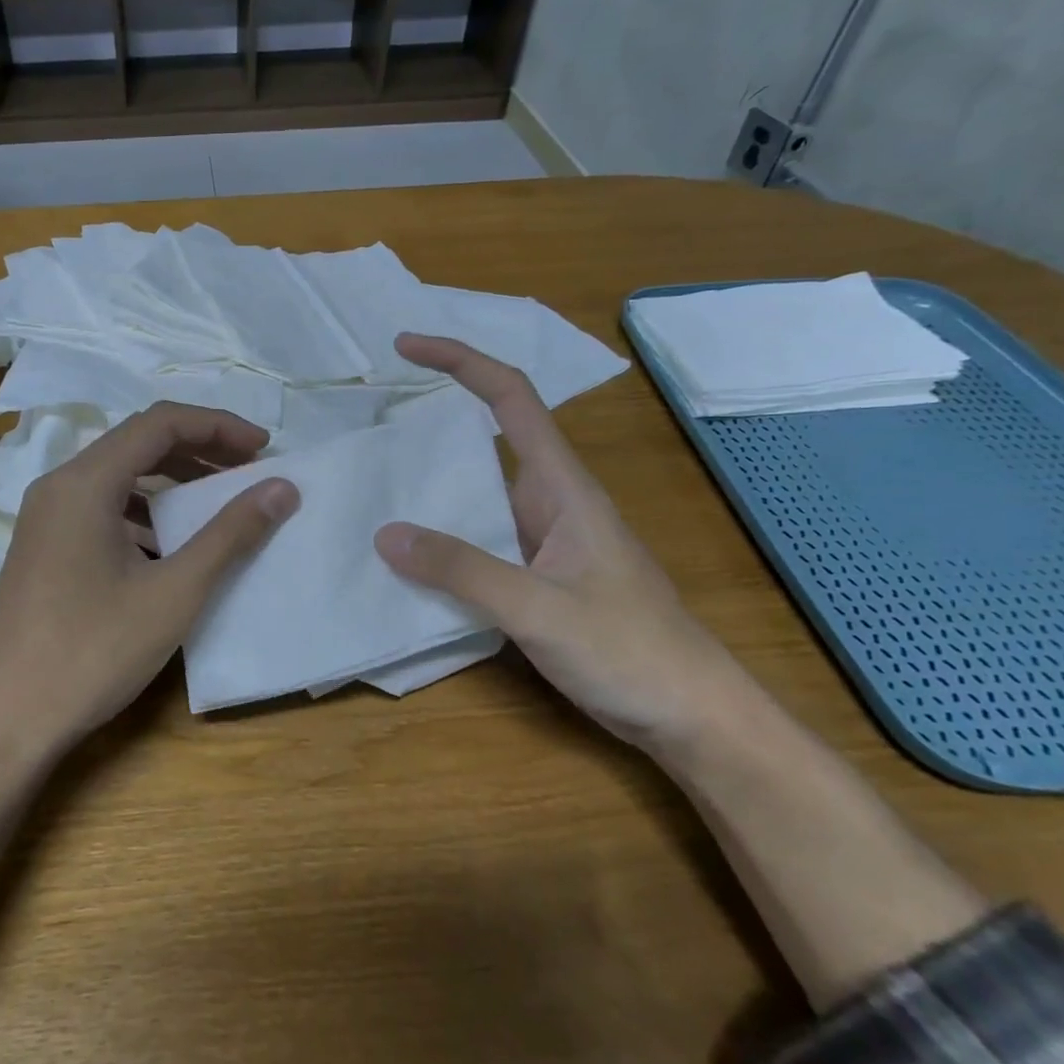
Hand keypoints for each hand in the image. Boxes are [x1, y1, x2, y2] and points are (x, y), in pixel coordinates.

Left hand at [0, 402, 299, 762]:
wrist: (5, 724)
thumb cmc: (92, 652)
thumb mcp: (173, 592)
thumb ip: (230, 533)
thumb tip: (282, 487)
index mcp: (84, 482)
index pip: (160, 423)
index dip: (218, 426)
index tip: (263, 448)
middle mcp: (58, 486)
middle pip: (137, 443)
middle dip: (199, 449)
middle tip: (249, 472)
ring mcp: (45, 518)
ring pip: (119, 477)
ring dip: (171, 481)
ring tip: (217, 504)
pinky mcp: (43, 548)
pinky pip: (101, 508)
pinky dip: (144, 511)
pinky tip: (169, 546)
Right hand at [374, 334, 759, 756]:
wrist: (692, 716)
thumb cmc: (631, 651)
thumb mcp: (540, 609)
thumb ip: (463, 570)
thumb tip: (385, 534)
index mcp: (561, 486)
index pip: (510, 397)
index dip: (460, 361)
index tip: (406, 347)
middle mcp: (549, 500)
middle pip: (486, 437)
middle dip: (432, 419)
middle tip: (371, 421)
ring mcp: (543, 539)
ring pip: (477, 493)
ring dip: (430, 484)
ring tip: (372, 484)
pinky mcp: (536, 575)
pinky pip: (477, 538)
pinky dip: (440, 534)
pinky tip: (407, 555)